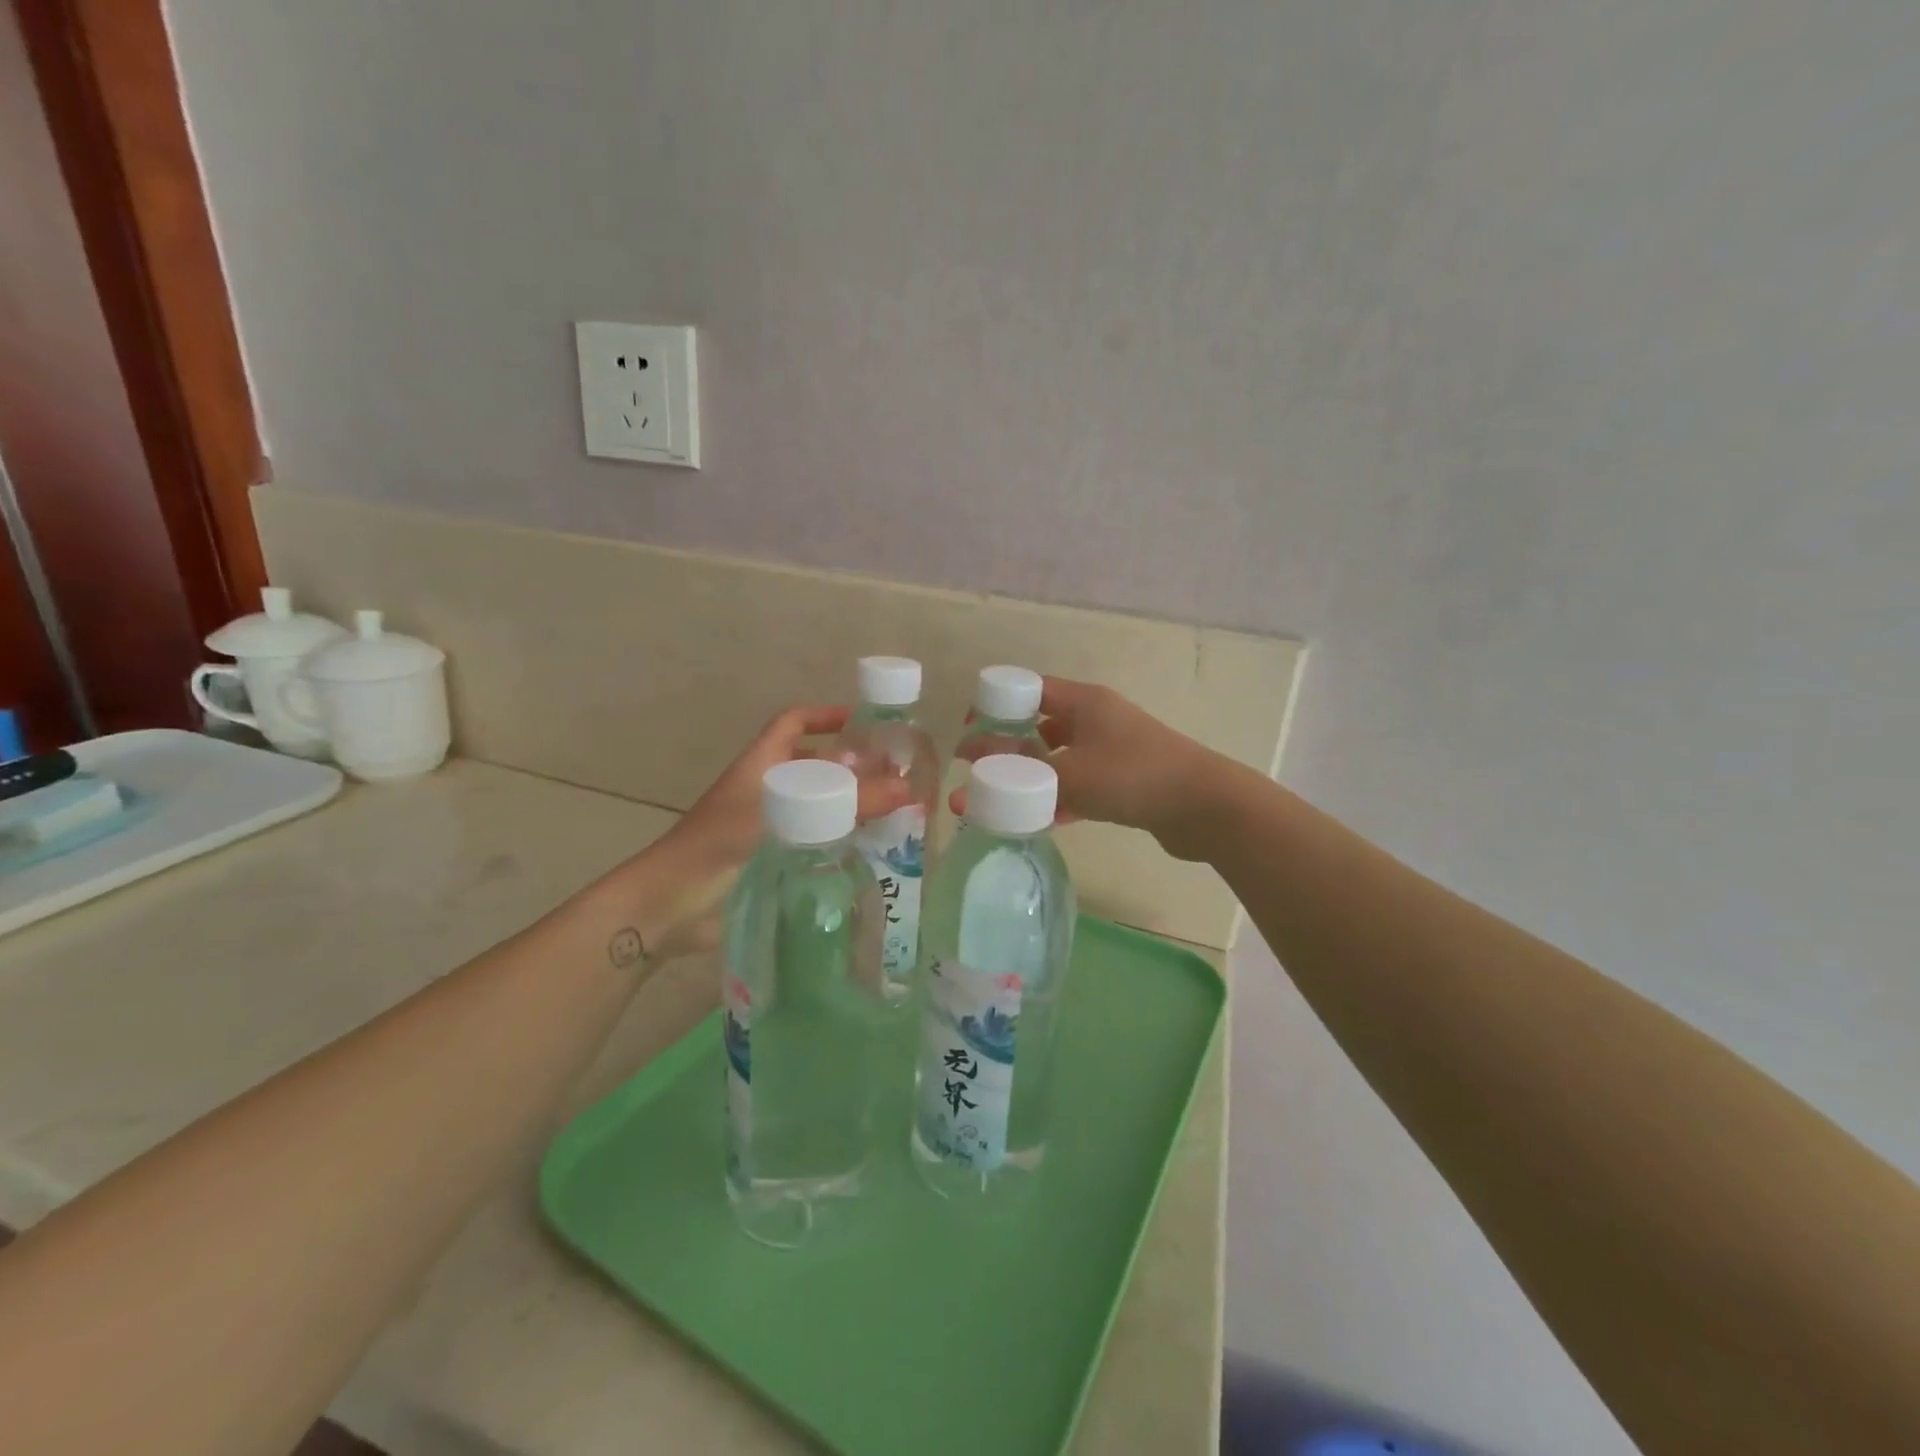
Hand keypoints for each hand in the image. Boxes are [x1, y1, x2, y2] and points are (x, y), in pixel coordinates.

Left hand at [617, 706, 910, 959]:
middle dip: (852, 766)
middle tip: (898, 776)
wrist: (670, 908)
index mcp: (760, 765)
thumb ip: (843, 802)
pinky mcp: (774, 862)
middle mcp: (766, 791)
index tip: (866, 722)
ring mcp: (770, 828)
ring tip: (896, 815)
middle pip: (814, 765)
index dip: (826, 715)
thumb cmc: (719, 846)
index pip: (794, 723)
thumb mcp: (783, 816)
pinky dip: (840, 842)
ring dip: (850, 806)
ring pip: (818, 806)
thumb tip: (906, 788)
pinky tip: (871, 854)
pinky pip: (815, 842)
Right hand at [954, 678, 1230, 862]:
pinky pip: (1080, 785)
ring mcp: (1112, 750)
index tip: (970, 732)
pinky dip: (1059, 799)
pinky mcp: (1124, 781)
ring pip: (1059, 759)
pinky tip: (1038, 821)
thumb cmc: (1132, 776)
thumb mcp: (1068, 772)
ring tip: (1001, 801)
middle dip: (1008, 748)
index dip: (996, 705)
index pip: (1028, 689)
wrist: (1205, 808)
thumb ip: (1017, 768)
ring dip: (1032, 778)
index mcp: (1084, 702)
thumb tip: (971, 757)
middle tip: (979, 773)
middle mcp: (1096, 719)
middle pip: (1040, 726)